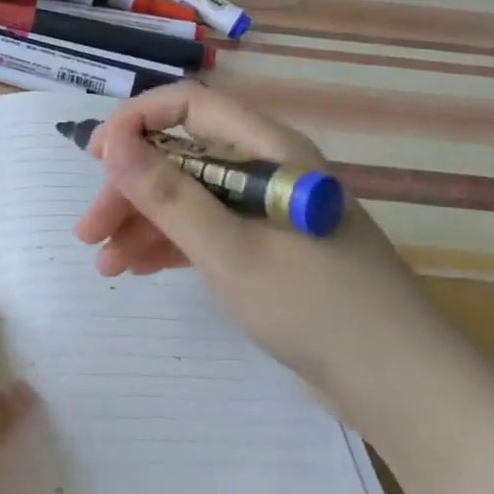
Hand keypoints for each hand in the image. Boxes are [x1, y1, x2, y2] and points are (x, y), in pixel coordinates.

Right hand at [72, 82, 453, 421]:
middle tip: (89, 229)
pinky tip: (134, 268)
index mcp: (269, 150)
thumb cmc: (315, 307)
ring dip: (143, 221)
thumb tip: (111, 142)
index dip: (136, 122)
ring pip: (191, 197)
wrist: (403, 387)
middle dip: (131, 187)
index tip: (96, 158)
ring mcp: (269, 213)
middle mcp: (267, 170)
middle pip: (183, 157)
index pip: (190, 106)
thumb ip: (168, 194)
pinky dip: (170, 245)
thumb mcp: (229, 250)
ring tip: (103, 260)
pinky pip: (208, 232)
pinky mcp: (269, 251)